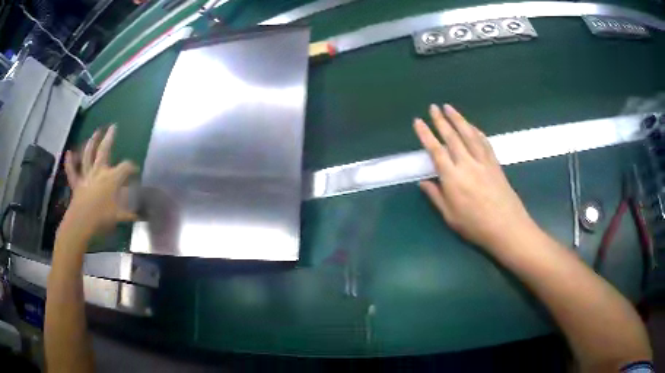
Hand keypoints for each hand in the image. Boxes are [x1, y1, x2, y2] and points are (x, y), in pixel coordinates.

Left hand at [60, 125, 137, 240]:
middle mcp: (99, 171)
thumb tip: (143, 214)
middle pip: (105, 150)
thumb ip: (132, 212)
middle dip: (110, 138)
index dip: (132, 168)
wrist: (82, 223)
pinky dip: (69, 163)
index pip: (126, 167)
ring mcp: (87, 176)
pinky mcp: (77, 184)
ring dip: (91, 142)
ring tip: (96, 132)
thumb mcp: (121, 216)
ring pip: (88, 155)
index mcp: (112, 177)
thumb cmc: (102, 218)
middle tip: (113, 127)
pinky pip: (72, 171)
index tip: (136, 171)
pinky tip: (68, 153)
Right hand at [414, 104, 535, 250]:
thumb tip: (423, 182)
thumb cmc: (475, 226)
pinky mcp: (495, 164)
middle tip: (434, 107)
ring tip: (450, 108)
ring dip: (458, 119)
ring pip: (469, 135)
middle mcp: (467, 164)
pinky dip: (477, 132)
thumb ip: (436, 196)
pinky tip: (472, 126)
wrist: (506, 227)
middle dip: (441, 120)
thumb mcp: (450, 216)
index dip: (426, 134)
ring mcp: (483, 162)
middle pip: (452, 137)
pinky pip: (484, 143)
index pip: (436, 150)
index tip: (418, 121)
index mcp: (452, 178)